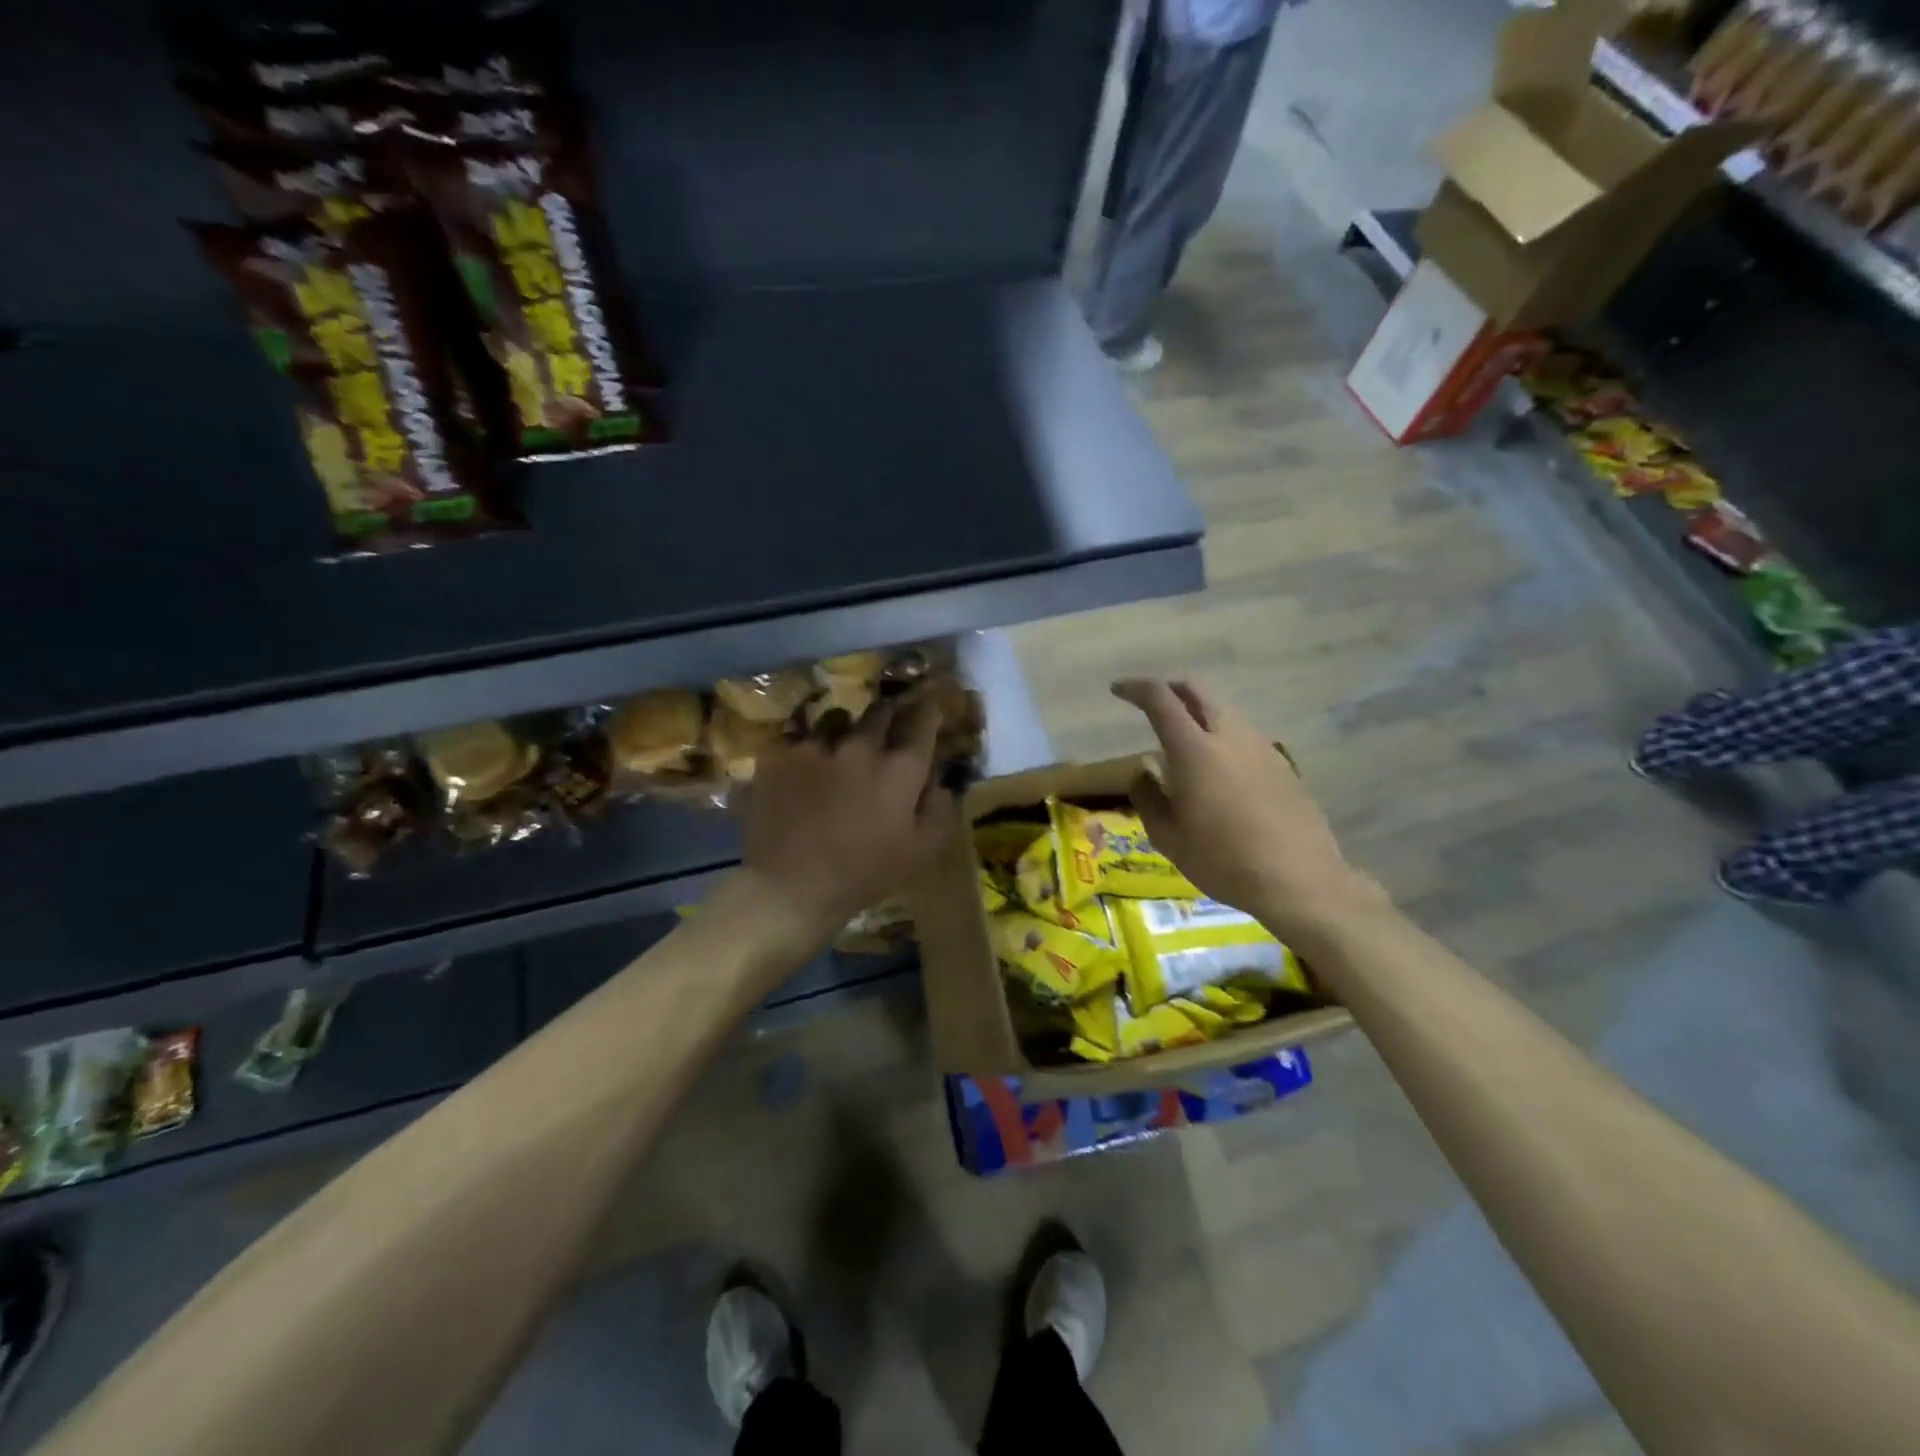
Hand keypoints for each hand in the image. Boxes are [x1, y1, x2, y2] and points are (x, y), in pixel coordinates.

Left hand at [739, 696, 956, 948]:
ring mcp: (817, 746)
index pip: (923, 721)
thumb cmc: (863, 875)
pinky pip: (798, 736)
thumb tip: (940, 781)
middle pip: (881, 710)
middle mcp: (861, 745)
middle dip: (889, 714)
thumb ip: (938, 810)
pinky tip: (803, 762)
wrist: (790, 888)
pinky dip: (806, 744)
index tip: (930, 708)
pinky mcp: (780, 754)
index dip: (929, 711)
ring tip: (840, 743)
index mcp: (900, 768)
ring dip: (845, 727)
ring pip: (837, 717)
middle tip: (887, 725)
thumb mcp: (919, 853)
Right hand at [1112, 679, 1384, 945]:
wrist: (1299, 880)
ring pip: (1224, 710)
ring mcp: (1262, 747)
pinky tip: (1217, 766)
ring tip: (1182, 737)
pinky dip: (1221, 734)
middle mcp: (1230, 736)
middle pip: (1198, 690)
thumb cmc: (1222, 860)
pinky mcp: (1282, 764)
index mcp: (1194, 750)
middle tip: (1150, 700)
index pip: (1161, 699)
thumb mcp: (1168, 837)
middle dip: (1170, 687)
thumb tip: (1144, 771)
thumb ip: (1148, 797)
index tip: (1118, 690)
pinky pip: (1243, 735)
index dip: (1136, 688)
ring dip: (1198, 711)